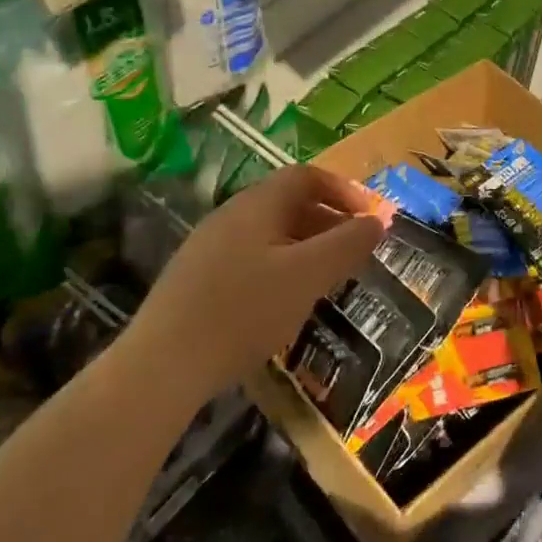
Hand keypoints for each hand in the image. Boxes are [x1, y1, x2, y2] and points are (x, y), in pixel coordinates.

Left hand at [121, 164, 383, 401]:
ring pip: (269, 233)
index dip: (343, 190)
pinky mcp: (196, 279)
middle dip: (329, 221)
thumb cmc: (245, 311)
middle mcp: (230, 215)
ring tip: (327, 278)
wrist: (164, 365)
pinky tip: (284, 301)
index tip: (369, 218)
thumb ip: (347, 244)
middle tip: (355, 251)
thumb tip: (377, 221)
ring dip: (306, 246)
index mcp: (257, 205)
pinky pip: (250, 258)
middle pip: (288, 203)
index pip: (306, 177)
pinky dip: (280, 267)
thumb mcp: (308, 276)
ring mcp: (208, 247)